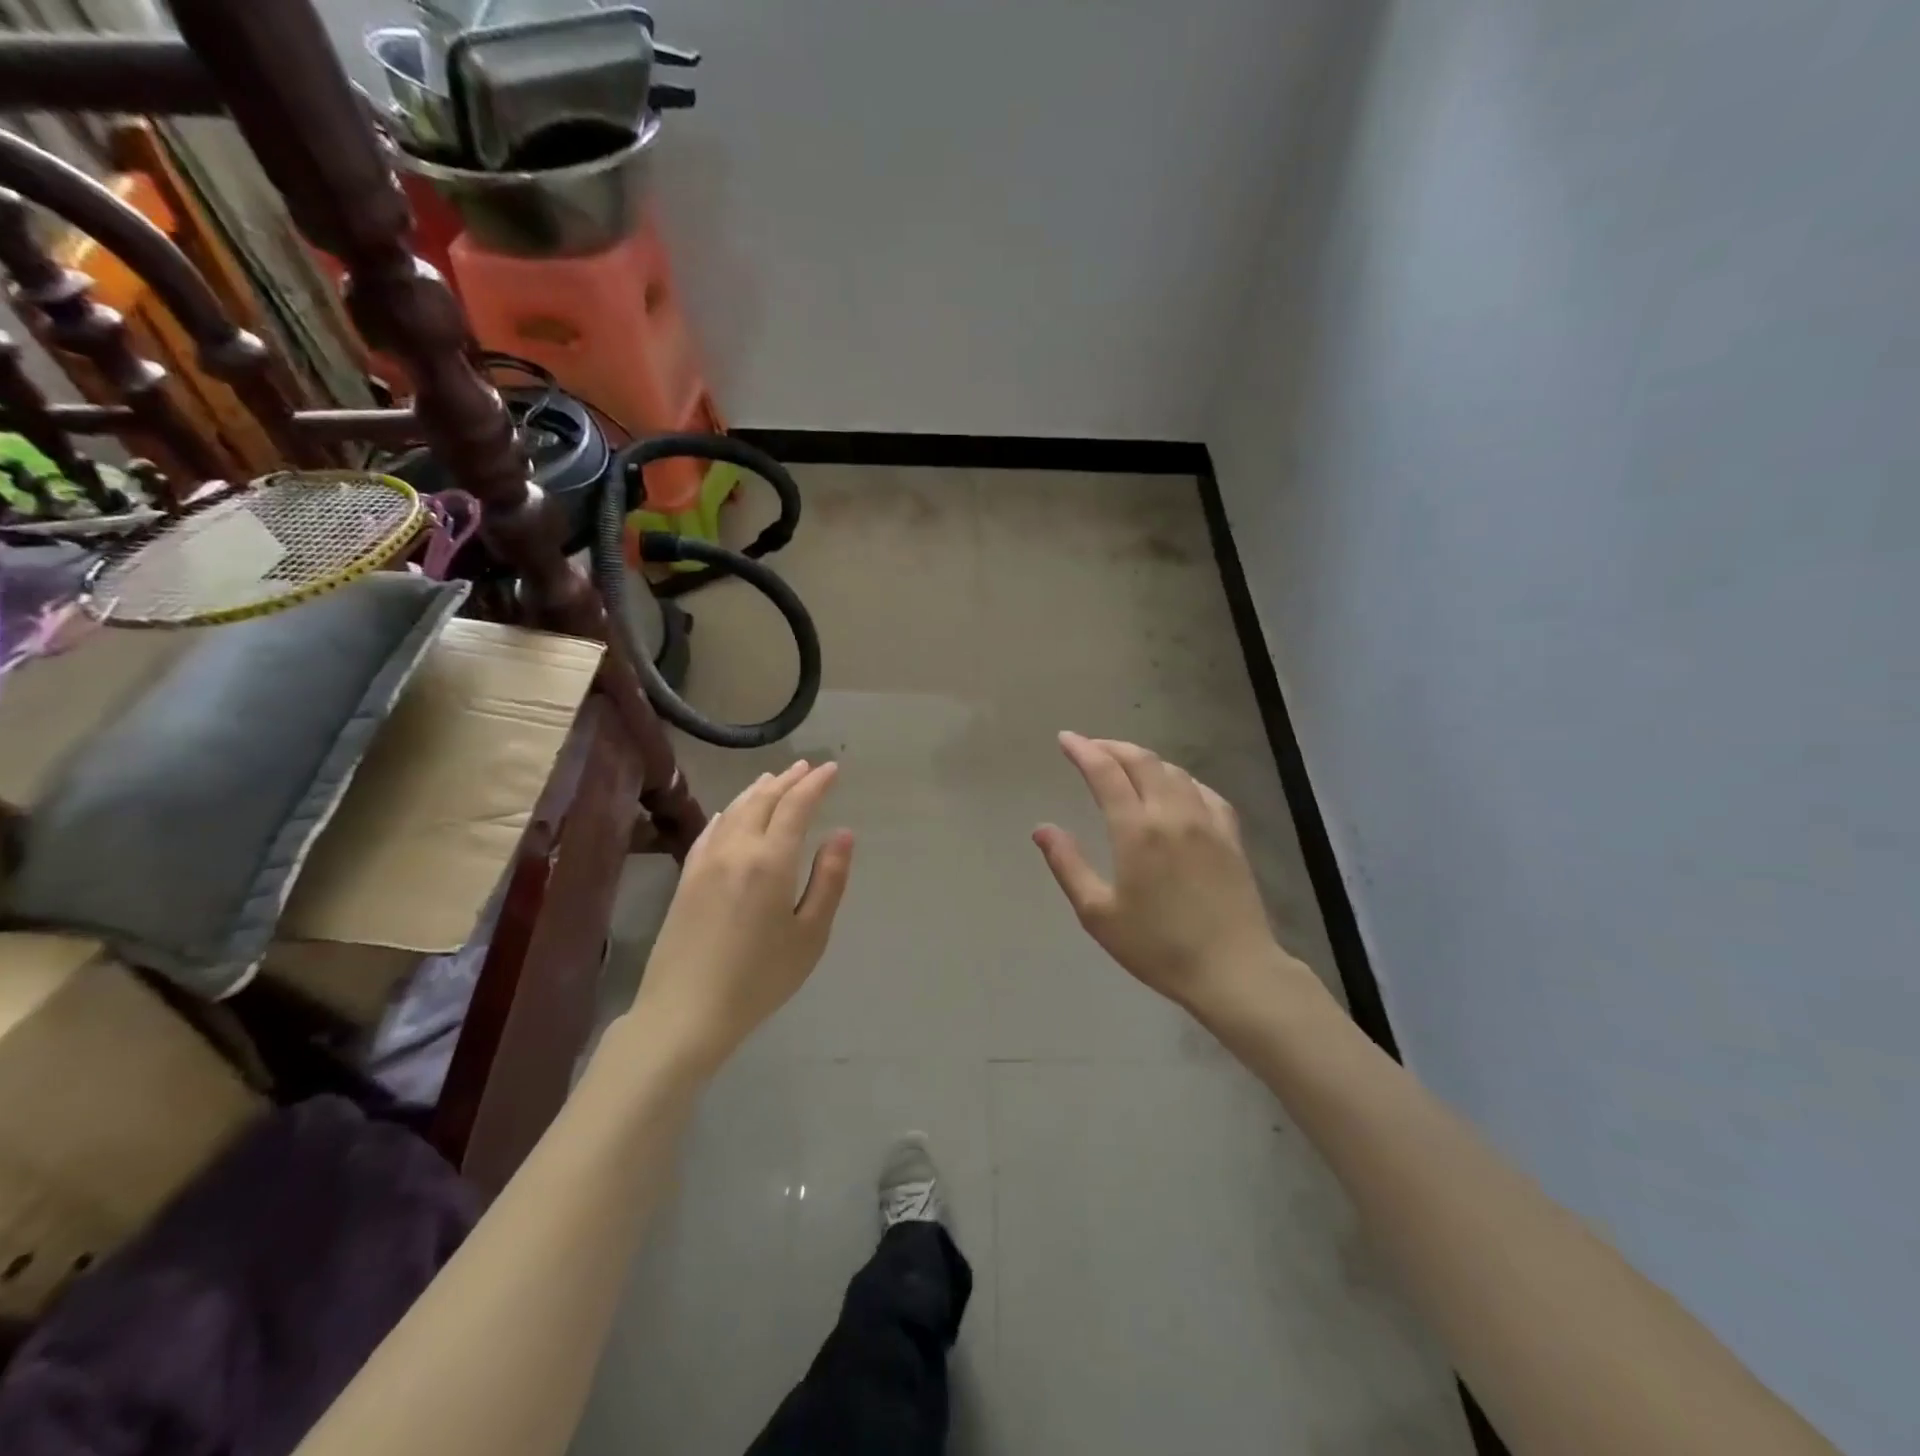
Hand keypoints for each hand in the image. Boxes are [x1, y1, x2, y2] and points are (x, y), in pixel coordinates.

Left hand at [630, 761, 853, 1076]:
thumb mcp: (810, 934)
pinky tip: (732, 812)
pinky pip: (711, 829)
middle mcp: (736, 849)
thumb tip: (844, 834)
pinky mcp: (686, 877)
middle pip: (763, 800)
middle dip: (788, 780)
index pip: (796, 806)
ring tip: (775, 778)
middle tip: (807, 767)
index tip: (832, 769)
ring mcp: (705, 861)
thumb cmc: (759, 978)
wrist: (685, 1011)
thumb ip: (829, 880)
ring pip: (734, 810)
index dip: (815, 784)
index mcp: (770, 861)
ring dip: (758, 790)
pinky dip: (729, 811)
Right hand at [1034, 733, 1304, 1017]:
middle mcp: (1172, 814)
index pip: (1105, 773)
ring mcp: (1207, 821)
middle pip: (1141, 761)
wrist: (1232, 970)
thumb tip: (1041, 828)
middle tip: (1090, 747)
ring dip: (1144, 759)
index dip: (1083, 750)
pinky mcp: (1230, 835)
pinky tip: (1175, 787)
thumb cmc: (1157, 947)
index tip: (1065, 739)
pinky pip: (1204, 791)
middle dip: (1112, 747)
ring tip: (1125, 764)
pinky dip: (1180, 779)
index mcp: (1136, 830)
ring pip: (1173, 771)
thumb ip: (1068, 865)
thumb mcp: (1098, 913)